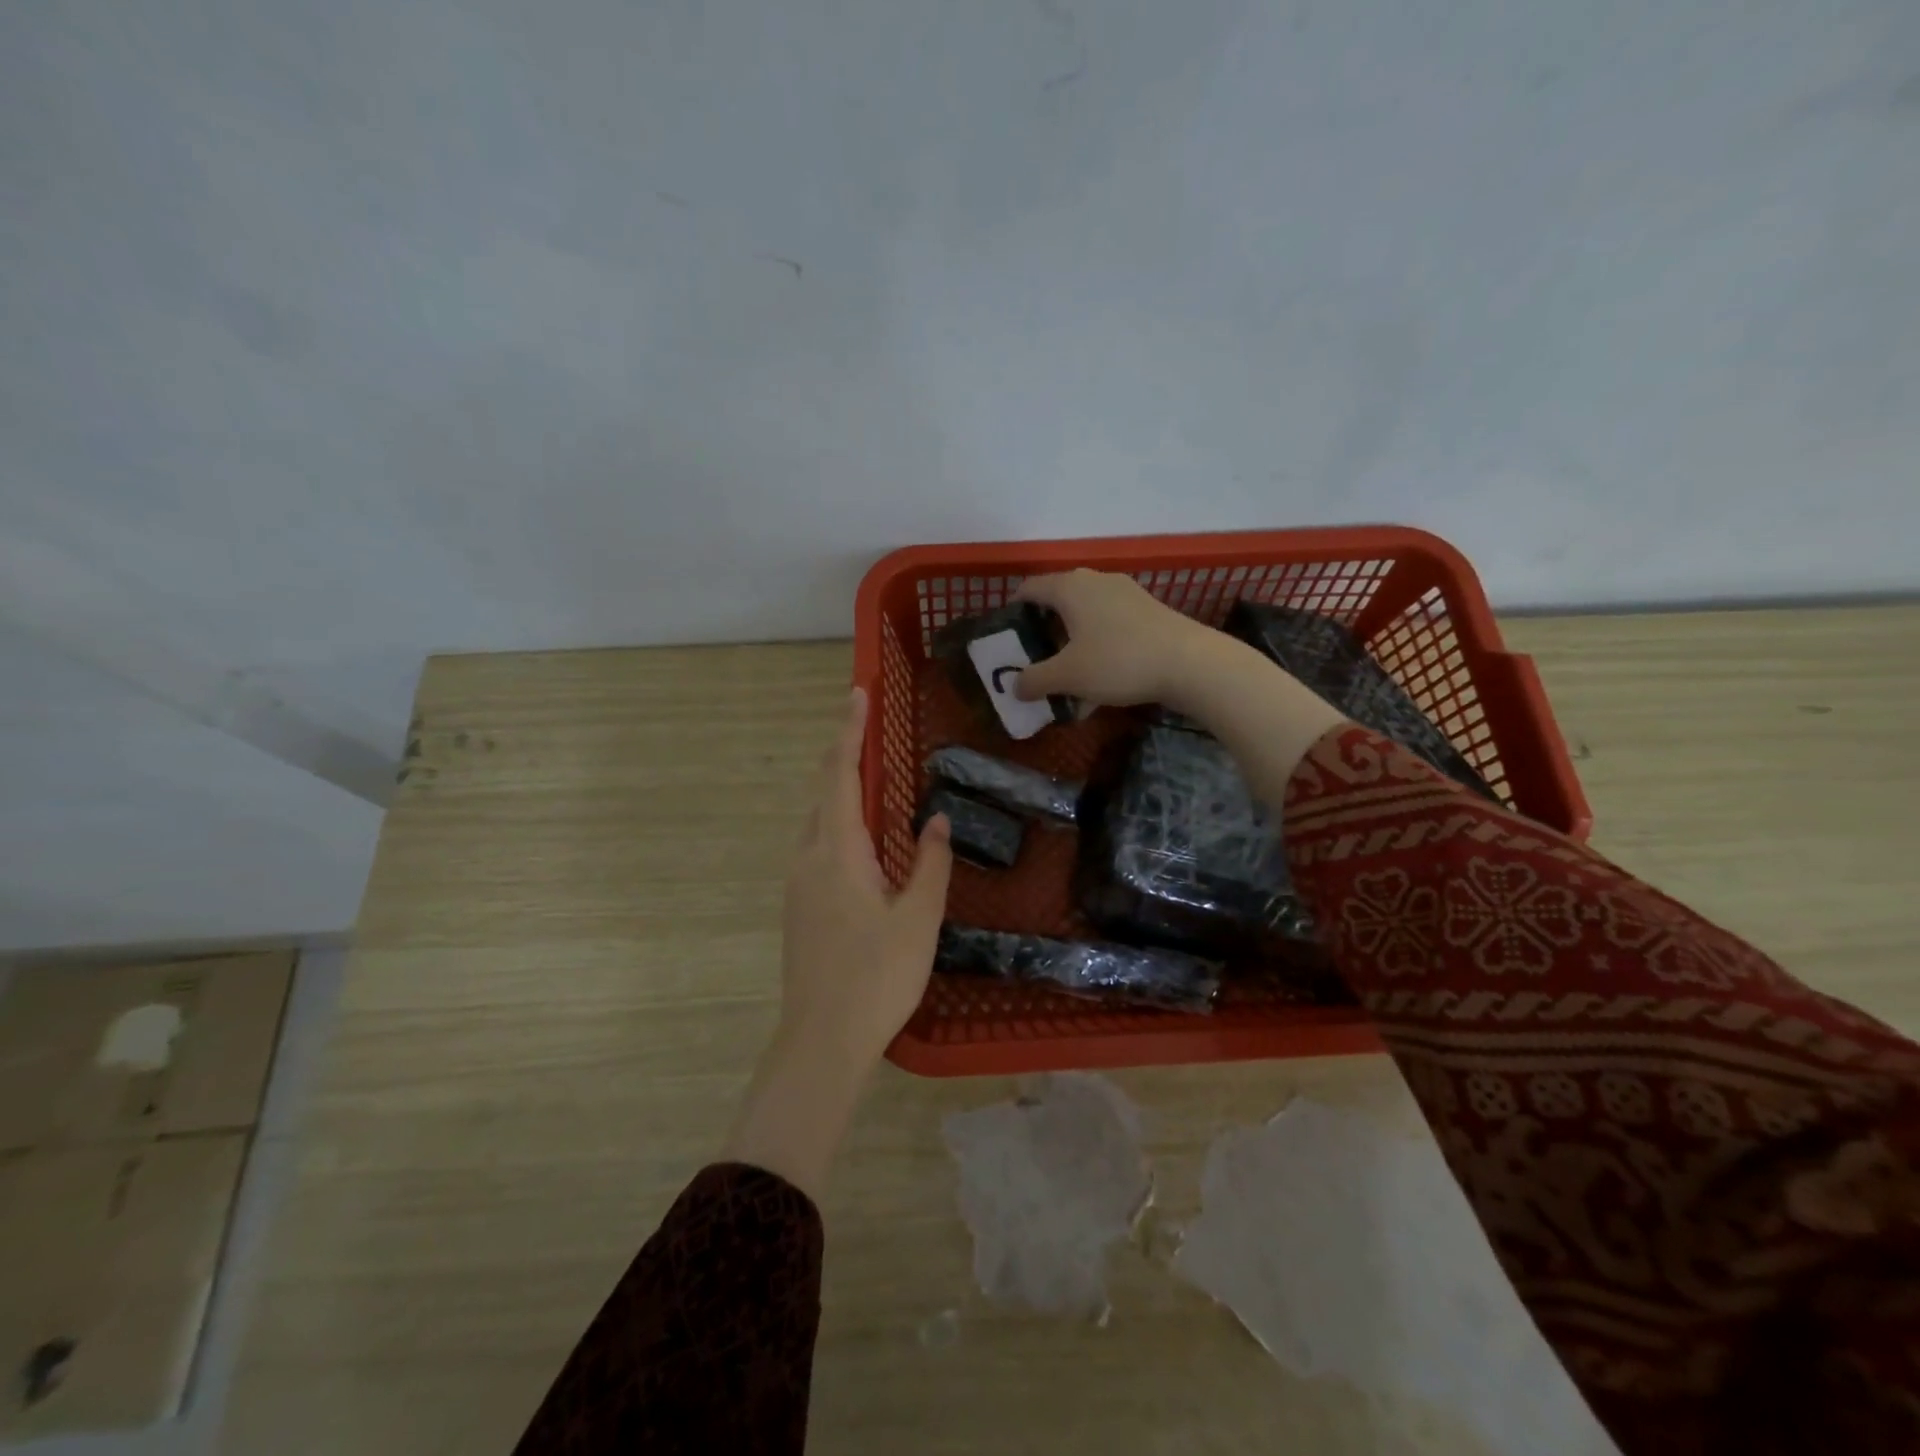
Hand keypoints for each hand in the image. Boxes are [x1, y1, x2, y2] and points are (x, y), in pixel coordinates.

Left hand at [778, 687, 952, 1064]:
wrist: (821, 1040)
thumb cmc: (877, 977)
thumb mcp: (918, 919)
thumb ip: (930, 865)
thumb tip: (937, 821)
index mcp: (838, 853)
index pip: (841, 776)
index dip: (849, 733)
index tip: (857, 694)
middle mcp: (809, 858)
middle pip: (824, 793)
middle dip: (844, 756)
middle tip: (869, 729)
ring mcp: (798, 884)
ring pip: (817, 821)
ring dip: (840, 792)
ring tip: (869, 777)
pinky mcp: (798, 907)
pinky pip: (817, 846)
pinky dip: (837, 824)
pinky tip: (861, 840)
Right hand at [1011, 569, 1223, 709]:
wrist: (1189, 662)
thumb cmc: (1117, 661)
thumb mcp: (1068, 676)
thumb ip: (1035, 680)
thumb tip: (1015, 687)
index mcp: (1069, 587)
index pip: (1029, 589)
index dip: (1013, 610)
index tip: (1007, 636)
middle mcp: (1095, 581)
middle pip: (1058, 601)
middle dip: (1043, 630)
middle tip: (1034, 658)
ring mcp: (1125, 593)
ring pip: (1085, 615)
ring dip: (1071, 643)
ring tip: (1067, 674)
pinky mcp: (1147, 610)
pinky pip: (1109, 625)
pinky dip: (1097, 646)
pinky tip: (1101, 682)